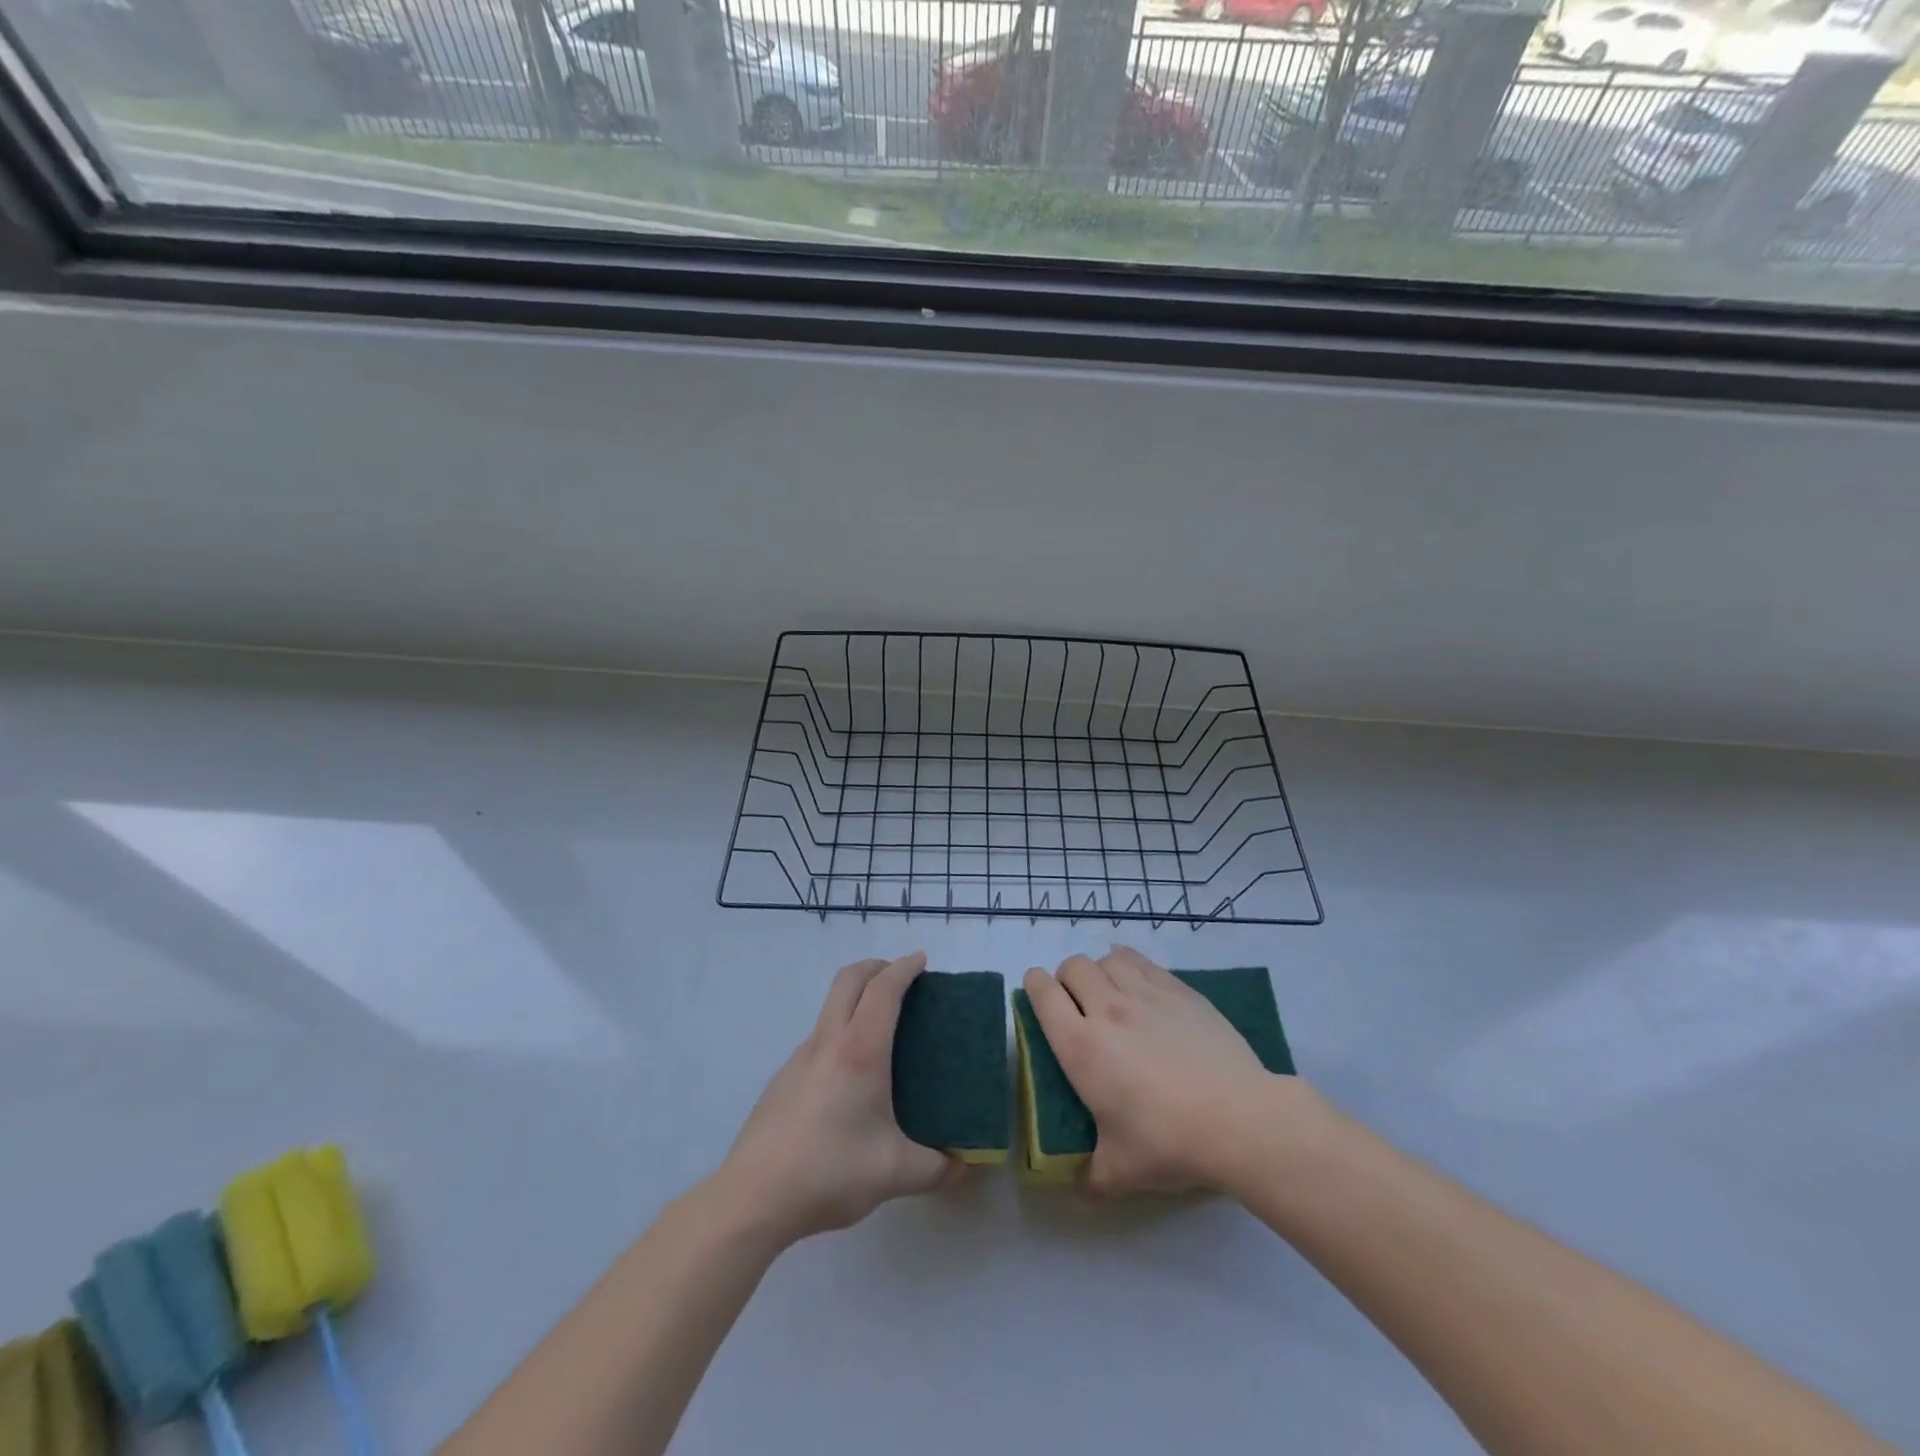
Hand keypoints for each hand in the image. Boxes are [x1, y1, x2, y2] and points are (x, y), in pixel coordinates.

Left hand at [714, 953, 959, 1245]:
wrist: (752, 1198)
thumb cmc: (829, 1172)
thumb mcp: (894, 1174)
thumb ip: (937, 1168)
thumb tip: (964, 1165)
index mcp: (860, 1051)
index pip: (883, 989)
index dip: (903, 968)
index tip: (921, 960)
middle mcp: (828, 1042)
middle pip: (849, 980)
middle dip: (876, 967)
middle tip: (900, 977)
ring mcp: (799, 1058)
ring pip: (830, 1007)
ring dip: (855, 999)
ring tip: (881, 1029)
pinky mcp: (783, 1079)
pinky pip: (818, 1038)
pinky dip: (840, 1031)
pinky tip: (850, 1076)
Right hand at [1024, 947, 1305, 1195]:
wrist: (1239, 1120)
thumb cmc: (1170, 1142)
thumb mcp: (1121, 1172)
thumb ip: (1092, 1178)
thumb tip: (1080, 1188)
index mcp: (1081, 1047)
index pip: (1043, 994)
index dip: (1034, 986)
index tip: (1036, 993)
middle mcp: (1107, 1010)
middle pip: (1073, 967)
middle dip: (1067, 978)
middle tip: (1076, 1003)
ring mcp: (1145, 994)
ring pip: (1107, 959)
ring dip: (1100, 970)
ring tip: (1110, 992)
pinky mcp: (1179, 990)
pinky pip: (1142, 961)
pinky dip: (1130, 964)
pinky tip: (1137, 982)